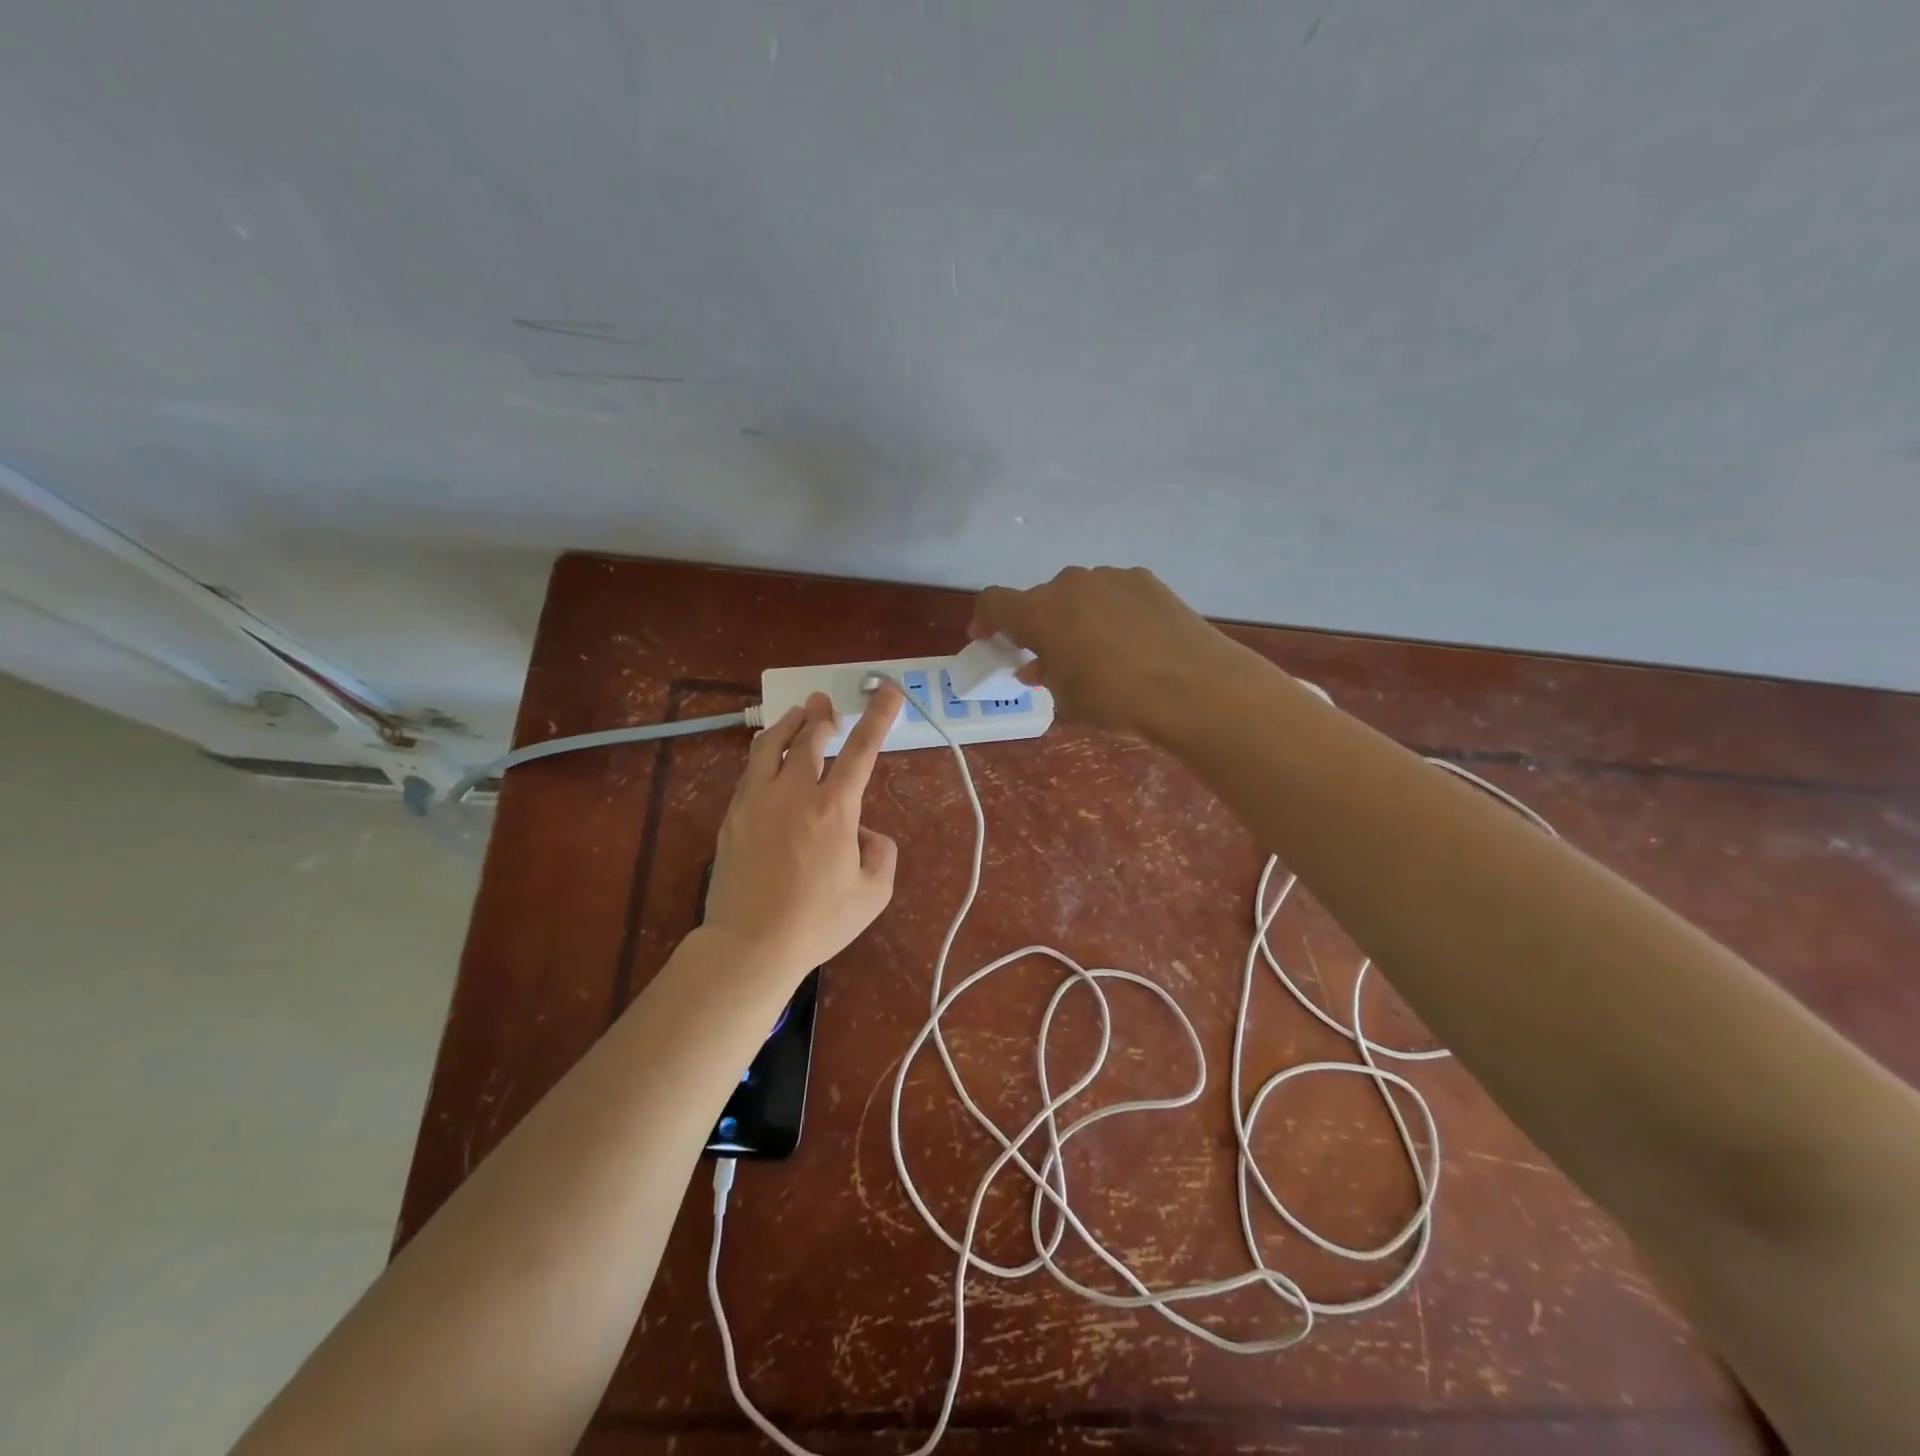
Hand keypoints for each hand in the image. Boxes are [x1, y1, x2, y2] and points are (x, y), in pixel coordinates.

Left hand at [703, 685, 902, 985]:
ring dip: (787, 725)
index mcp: (834, 809)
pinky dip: (763, 753)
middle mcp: (794, 793)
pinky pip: (749, 772)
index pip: (861, 750)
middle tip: (825, 703)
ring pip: (769, 747)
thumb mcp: (873, 893)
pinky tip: (766, 756)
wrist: (750, 945)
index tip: (888, 692)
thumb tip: (863, 832)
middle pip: (808, 739)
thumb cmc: (817, 922)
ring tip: (796, 714)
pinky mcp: (733, 817)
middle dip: (821, 716)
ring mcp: (757, 801)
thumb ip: (881, 853)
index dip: (878, 717)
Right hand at [971, 566, 1242, 738]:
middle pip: (1039, 599)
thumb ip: (1045, 676)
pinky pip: (1112, 593)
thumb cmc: (1116, 700)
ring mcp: (1110, 578)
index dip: (985, 620)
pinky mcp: (1145, 580)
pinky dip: (1108, 612)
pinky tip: (1130, 640)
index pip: (994, 602)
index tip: (987, 639)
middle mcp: (1069, 584)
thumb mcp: (1067, 700)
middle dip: (1037, 627)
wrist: (1194, 687)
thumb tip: (1038, 666)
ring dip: (1074, 618)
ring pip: (1077, 594)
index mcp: (1039, 613)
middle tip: (1049, 659)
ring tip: (1095, 652)